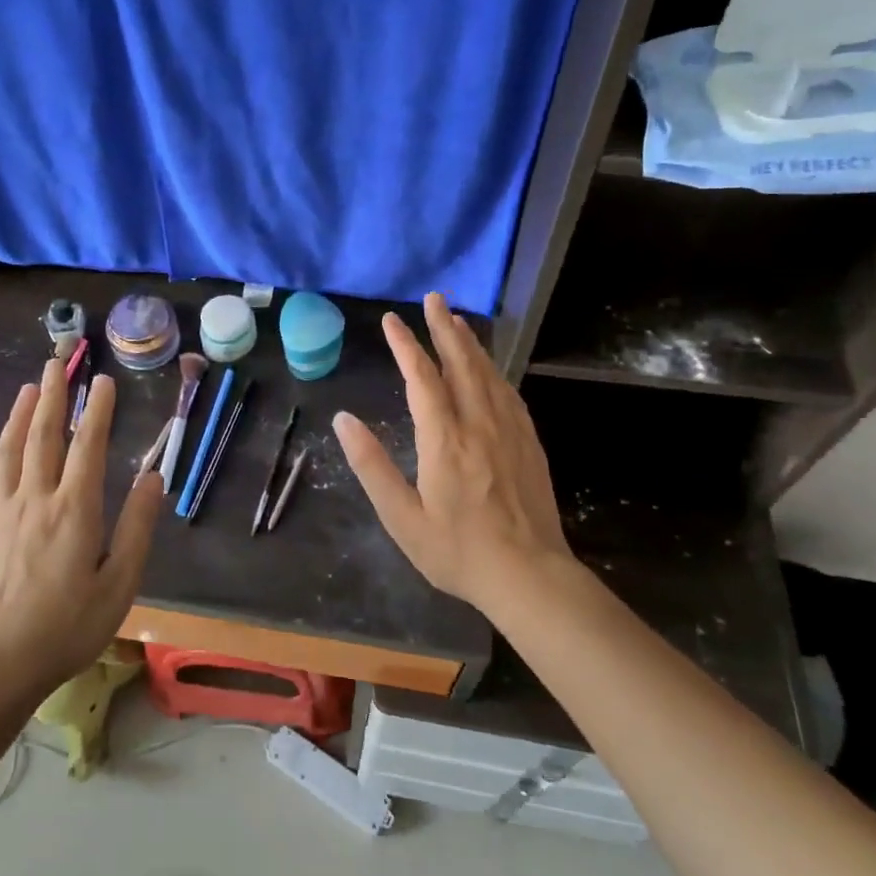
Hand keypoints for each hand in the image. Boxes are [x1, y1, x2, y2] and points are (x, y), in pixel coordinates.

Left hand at [0, 360, 160, 699]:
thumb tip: (152, 477)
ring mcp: (3, 514)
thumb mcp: (119, 582)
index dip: (97, 409)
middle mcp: (37, 499)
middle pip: (43, 436)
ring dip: (20, 415)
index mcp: (75, 509)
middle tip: (57, 363)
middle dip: (53, 396)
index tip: (103, 380)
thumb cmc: (69, 626)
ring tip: (29, 388)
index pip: (87, 445)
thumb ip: (138, 526)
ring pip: (10, 451)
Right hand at [335, 293, 572, 613]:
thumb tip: (344, 420)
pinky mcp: (529, 443)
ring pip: (488, 373)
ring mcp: (509, 431)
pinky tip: (490, 368)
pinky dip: (494, 370)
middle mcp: (479, 424)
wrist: (530, 577)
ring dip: (470, 343)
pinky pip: (509, 393)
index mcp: (445, 439)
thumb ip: (372, 466)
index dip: (406, 345)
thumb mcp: (402, 518)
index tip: (391, 320)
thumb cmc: (458, 552)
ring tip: (457, 320)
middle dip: (444, 328)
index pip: (422, 378)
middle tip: (434, 298)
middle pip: (461, 363)